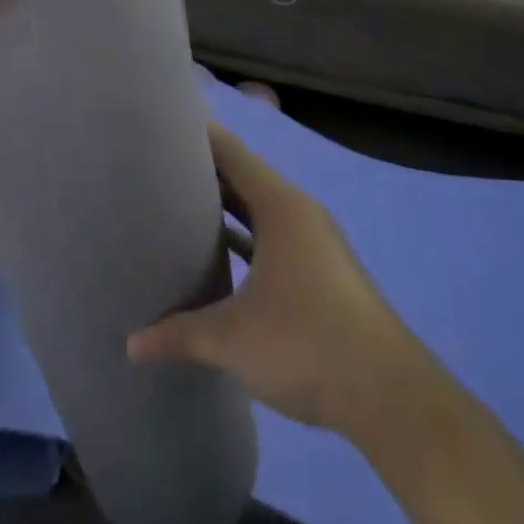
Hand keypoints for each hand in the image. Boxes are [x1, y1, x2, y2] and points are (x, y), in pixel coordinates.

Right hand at [126, 123, 435, 436]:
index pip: (231, 151)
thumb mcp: (233, 339)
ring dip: (227, 209)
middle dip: (205, 173)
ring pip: (261, 211)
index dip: (198, 135)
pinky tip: (223, 259)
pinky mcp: (324, 274)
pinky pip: (275, 238)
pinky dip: (248, 239)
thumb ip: (180, 334)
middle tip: (159, 168)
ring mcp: (316, 243)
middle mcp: (299, 212)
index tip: (163, 127)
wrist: (389, 396)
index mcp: (280, 205)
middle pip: (245, 177)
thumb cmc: (306, 342)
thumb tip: (133, 345)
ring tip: (182, 207)